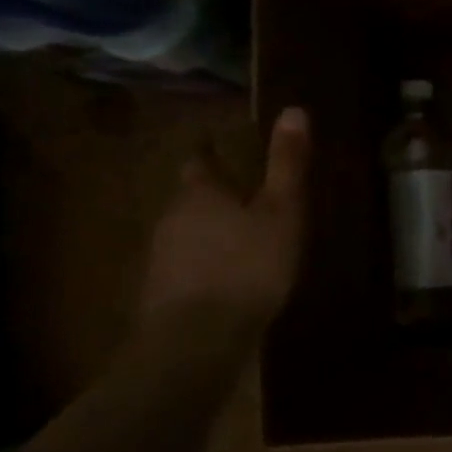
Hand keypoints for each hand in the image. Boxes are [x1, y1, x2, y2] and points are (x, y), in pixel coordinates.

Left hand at [139, 108, 311, 331]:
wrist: (196, 341)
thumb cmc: (248, 266)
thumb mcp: (281, 212)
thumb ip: (286, 164)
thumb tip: (293, 109)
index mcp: (200, 193)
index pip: (198, 161)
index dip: (208, 152)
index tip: (216, 145)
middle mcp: (171, 218)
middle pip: (190, 198)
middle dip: (212, 196)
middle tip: (241, 197)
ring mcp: (160, 258)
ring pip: (185, 233)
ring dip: (207, 233)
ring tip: (237, 241)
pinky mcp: (158, 294)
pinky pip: (184, 267)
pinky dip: (202, 266)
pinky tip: (223, 281)